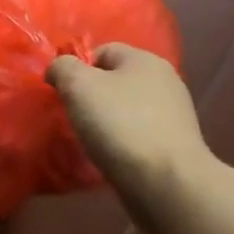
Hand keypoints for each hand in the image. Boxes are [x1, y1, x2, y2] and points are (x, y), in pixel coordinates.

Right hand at [47, 45, 211, 207]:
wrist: (166, 183)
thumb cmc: (120, 124)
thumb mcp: (77, 85)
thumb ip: (62, 67)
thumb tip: (59, 69)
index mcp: (145, 60)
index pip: (102, 51)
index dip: (77, 68)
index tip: (63, 93)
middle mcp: (165, 81)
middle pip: (115, 80)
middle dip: (91, 96)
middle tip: (74, 116)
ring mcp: (173, 115)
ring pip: (126, 109)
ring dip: (106, 121)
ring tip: (91, 141)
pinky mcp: (175, 146)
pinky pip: (138, 135)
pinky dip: (122, 143)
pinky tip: (112, 157)